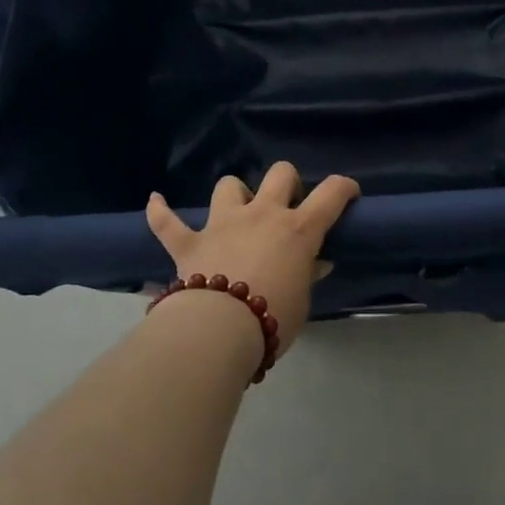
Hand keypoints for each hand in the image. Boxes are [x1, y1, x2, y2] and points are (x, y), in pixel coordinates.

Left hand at [145, 163, 360, 350]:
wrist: (219, 330)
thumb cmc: (272, 318)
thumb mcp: (301, 301)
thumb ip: (307, 275)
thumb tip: (316, 263)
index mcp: (297, 230)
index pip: (331, 194)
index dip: (344, 188)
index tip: (349, 193)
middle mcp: (262, 215)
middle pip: (280, 174)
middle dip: (287, 182)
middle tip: (287, 205)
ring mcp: (223, 223)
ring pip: (229, 185)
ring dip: (235, 194)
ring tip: (237, 209)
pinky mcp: (189, 241)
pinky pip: (167, 221)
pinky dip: (160, 211)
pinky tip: (155, 201)